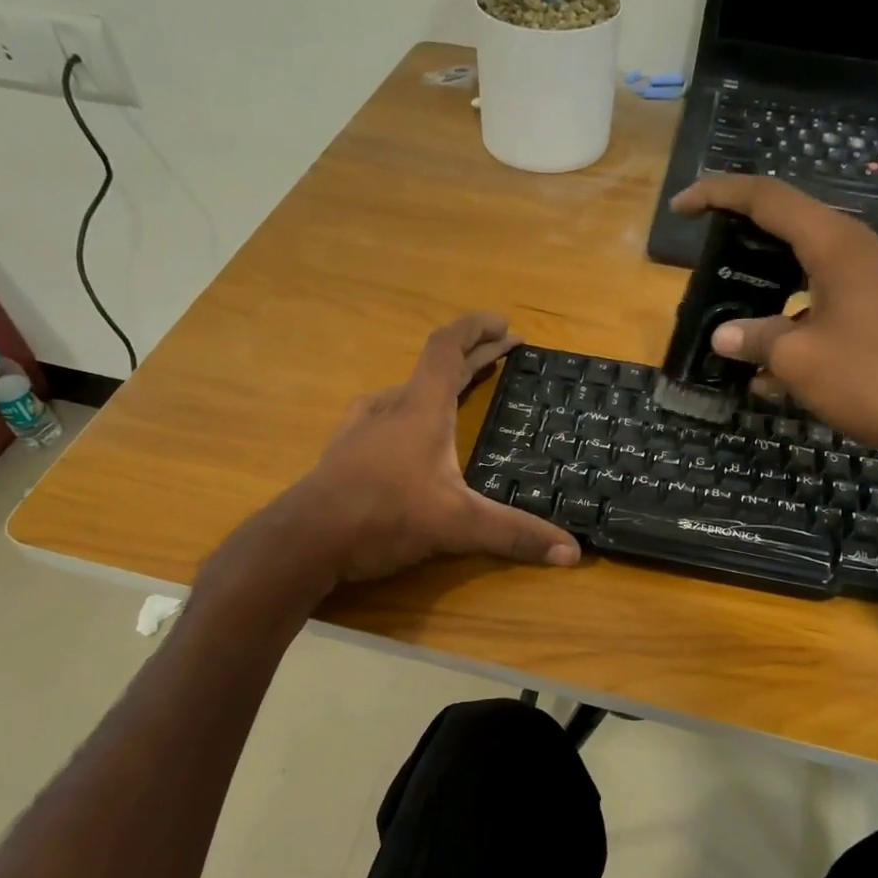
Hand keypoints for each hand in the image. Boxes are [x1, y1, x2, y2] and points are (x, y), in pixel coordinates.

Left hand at [256, 315, 580, 584]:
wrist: (305, 540)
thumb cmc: (384, 516)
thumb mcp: (458, 526)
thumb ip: (515, 535)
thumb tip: (572, 552)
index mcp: (421, 408)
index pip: (448, 347)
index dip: (477, 329)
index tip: (505, 325)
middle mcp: (391, 407)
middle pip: (435, 367)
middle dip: (474, 356)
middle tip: (504, 353)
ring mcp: (363, 428)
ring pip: (408, 391)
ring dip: (440, 384)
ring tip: (462, 392)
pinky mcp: (346, 452)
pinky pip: (386, 416)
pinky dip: (412, 411)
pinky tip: (408, 434)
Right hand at [670, 176, 877, 489]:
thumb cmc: (872, 381)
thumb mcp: (799, 360)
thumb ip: (756, 339)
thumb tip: (724, 336)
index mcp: (838, 246)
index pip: (769, 199)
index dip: (719, 194)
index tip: (682, 206)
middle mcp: (864, 252)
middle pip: (794, 228)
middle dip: (747, 240)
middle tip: (710, 258)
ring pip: (813, 270)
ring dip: (772, 289)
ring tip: (737, 318)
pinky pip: (834, 302)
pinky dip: (800, 320)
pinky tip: (777, 365)